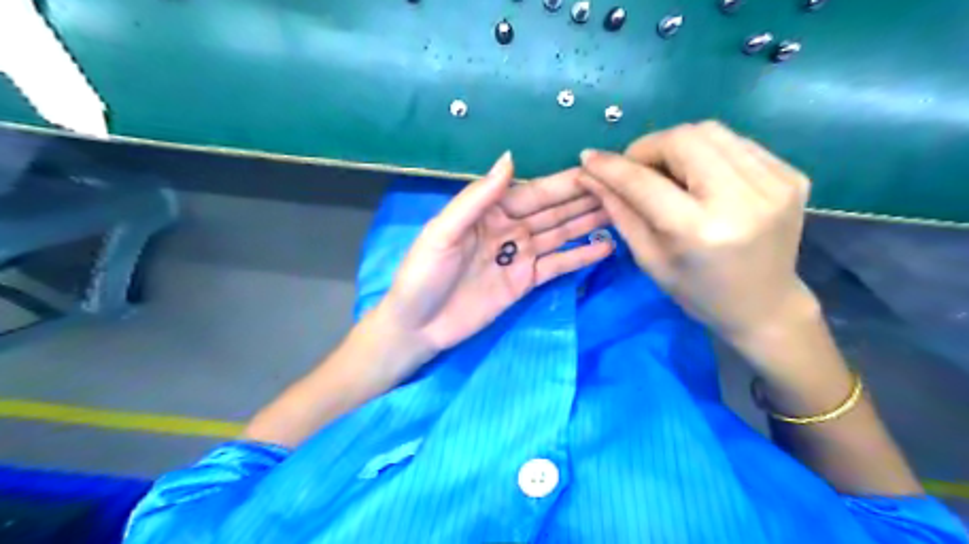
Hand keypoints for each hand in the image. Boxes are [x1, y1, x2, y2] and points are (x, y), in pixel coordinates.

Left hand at [372, 150, 611, 368]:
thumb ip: (476, 198)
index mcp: (489, 210)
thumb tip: (510, 158)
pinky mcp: (525, 282)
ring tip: (622, 213)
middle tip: (623, 189)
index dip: (564, 183)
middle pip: (552, 211)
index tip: (598, 171)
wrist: (418, 326)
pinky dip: (579, 257)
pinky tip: (605, 247)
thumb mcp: (443, 232)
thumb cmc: (423, 275)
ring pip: (560, 234)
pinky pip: (557, 265)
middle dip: (584, 200)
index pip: (534, 192)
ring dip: (588, 223)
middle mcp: (509, 228)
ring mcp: (519, 256)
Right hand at [582, 120, 815, 342]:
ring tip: (666, 171)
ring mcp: (773, 183)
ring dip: (677, 145)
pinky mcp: (790, 174)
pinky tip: (700, 176)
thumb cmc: (698, 292)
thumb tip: (592, 175)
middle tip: (636, 169)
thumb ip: (621, 212)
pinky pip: (735, 142)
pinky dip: (707, 152)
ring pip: (710, 131)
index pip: (645, 182)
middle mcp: (741, 199)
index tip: (589, 158)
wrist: (765, 305)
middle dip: (648, 148)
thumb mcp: (650, 258)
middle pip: (683, 139)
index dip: (612, 167)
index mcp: (700, 231)